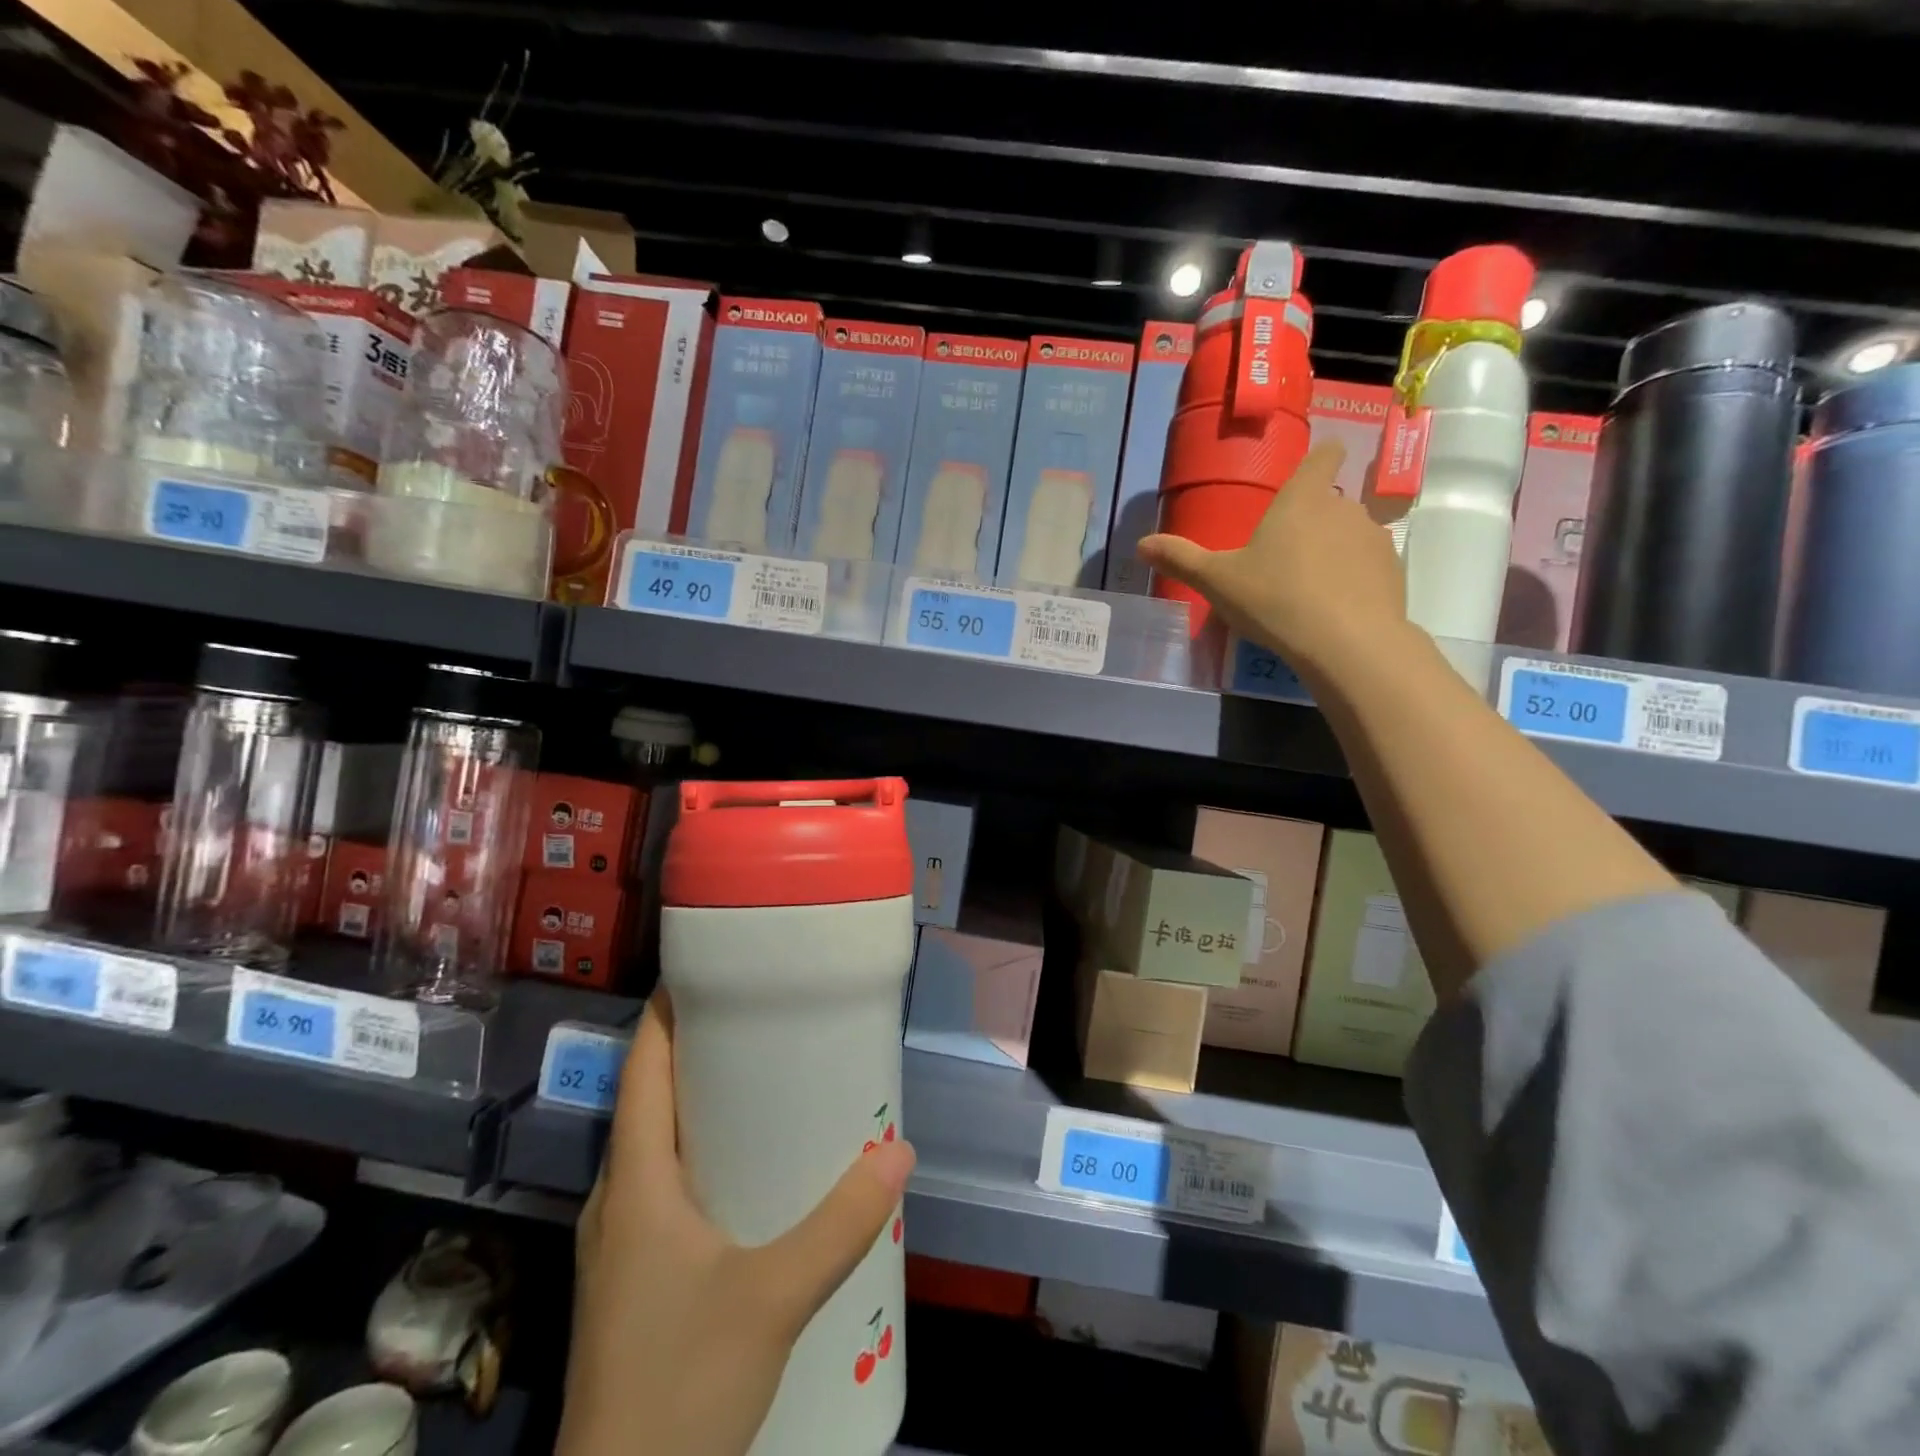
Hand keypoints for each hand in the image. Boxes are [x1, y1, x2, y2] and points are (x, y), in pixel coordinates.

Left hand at [558, 992, 914, 1455]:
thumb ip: (839, 1224)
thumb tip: (899, 1151)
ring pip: (656, 1146)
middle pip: (649, 1100)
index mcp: (636, 1180)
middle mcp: (618, 1199)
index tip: (708, 969)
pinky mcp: (631, 1280)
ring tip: (760, 1082)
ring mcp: (620, 1244)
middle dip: (697, 1052)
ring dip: (699, 1106)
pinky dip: (699, 1156)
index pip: (642, 1068)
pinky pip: (663, 1188)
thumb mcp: (772, 1296)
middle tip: (758, 1018)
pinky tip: (745, 1174)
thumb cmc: (679, 1382)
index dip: (666, 1011)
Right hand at [1138, 441, 1407, 678]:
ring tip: (1309, 588)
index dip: (1321, 457)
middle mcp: (1343, 508)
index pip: (1324, 456)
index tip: (1313, 468)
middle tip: (1284, 555)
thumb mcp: (1217, 581)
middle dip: (1313, 520)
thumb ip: (1181, 559)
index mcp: (1302, 500)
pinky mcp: (1393, 573)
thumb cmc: (1274, 599)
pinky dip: (1354, 579)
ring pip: (1351, 534)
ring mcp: (1374, 540)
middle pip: (1331, 502)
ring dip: (1334, 551)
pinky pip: (1368, 567)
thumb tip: (1140, 544)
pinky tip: (1334, 609)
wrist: (1347, 643)